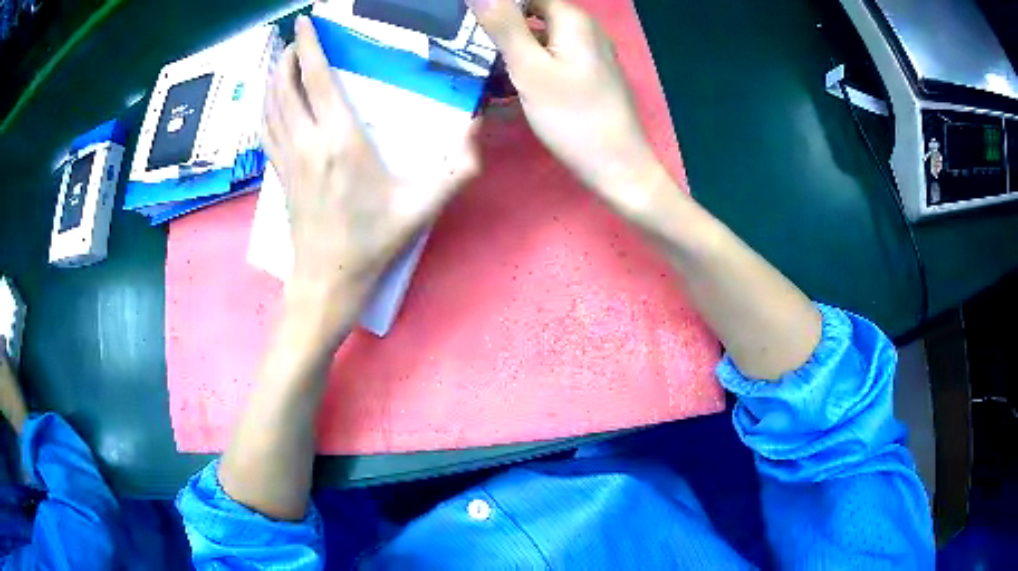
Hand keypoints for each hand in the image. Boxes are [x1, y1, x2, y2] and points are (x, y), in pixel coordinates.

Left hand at [263, 16, 477, 324]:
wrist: (327, 282)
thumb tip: (476, 125)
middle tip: (294, 38)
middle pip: (285, 86)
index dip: (309, 45)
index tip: (304, 21)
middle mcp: (307, 141)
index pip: (317, 79)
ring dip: (272, 77)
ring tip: (279, 60)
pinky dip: (265, 106)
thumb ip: (457, 167)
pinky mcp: (279, 175)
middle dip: (286, 55)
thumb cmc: (373, 242)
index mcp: (340, 140)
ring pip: (270, 106)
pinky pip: (265, 129)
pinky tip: (269, 101)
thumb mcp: (423, 206)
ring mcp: (287, 158)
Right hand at [472, 0, 662, 211]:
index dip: (498, 6)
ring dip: (511, 47)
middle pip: (533, 13)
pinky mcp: (587, 74)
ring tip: (480, 66)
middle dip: (500, 26)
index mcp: (573, 19)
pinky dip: (528, 64)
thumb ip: (503, 24)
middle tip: (468, 47)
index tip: (468, 24)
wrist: (617, 166)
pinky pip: (551, 57)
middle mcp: (585, 28)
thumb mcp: (530, 68)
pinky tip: (507, 83)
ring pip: (540, 37)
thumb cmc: (573, 118)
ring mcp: (588, 52)